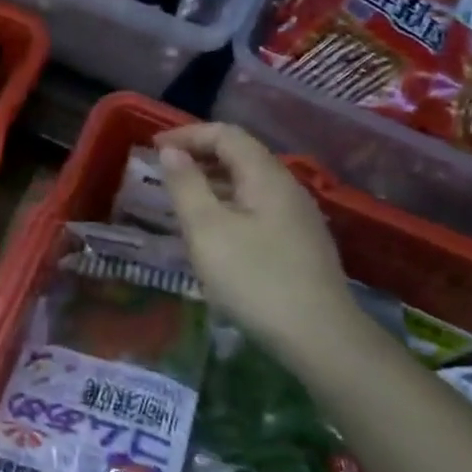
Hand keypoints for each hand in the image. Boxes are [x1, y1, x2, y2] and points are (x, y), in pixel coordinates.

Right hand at [155, 123, 355, 347]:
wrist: (319, 337)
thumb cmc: (254, 278)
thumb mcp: (207, 229)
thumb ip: (186, 185)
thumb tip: (172, 151)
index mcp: (266, 176)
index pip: (226, 134)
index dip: (187, 134)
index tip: (152, 148)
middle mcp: (287, 188)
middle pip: (241, 155)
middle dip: (199, 156)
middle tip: (163, 172)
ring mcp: (298, 217)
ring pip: (249, 184)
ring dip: (212, 182)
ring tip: (181, 201)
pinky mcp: (300, 244)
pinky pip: (257, 208)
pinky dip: (228, 205)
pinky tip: (213, 232)